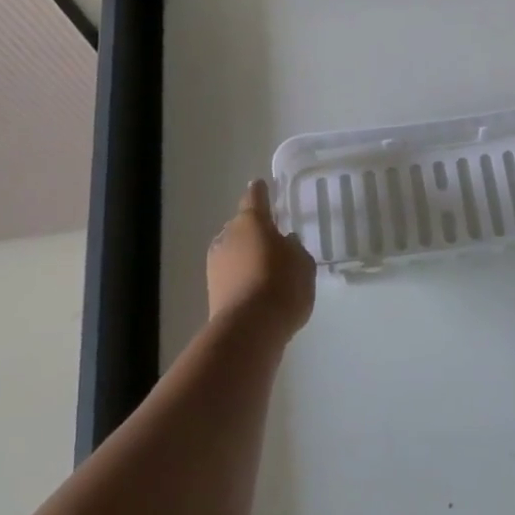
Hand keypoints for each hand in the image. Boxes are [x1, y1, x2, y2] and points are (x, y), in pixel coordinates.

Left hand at [208, 180, 315, 340]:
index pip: (255, 197)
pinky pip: (230, 273)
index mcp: (252, 221)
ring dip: (245, 255)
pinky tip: (256, 289)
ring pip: (233, 250)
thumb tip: (284, 241)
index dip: (260, 191)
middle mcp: (228, 235)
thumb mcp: (302, 263)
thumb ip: (294, 247)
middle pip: (241, 226)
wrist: (249, 329)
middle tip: (272, 240)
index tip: (261, 184)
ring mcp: (216, 263)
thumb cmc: (282, 285)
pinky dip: (241, 276)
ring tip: (265, 269)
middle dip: (254, 230)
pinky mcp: (211, 290)